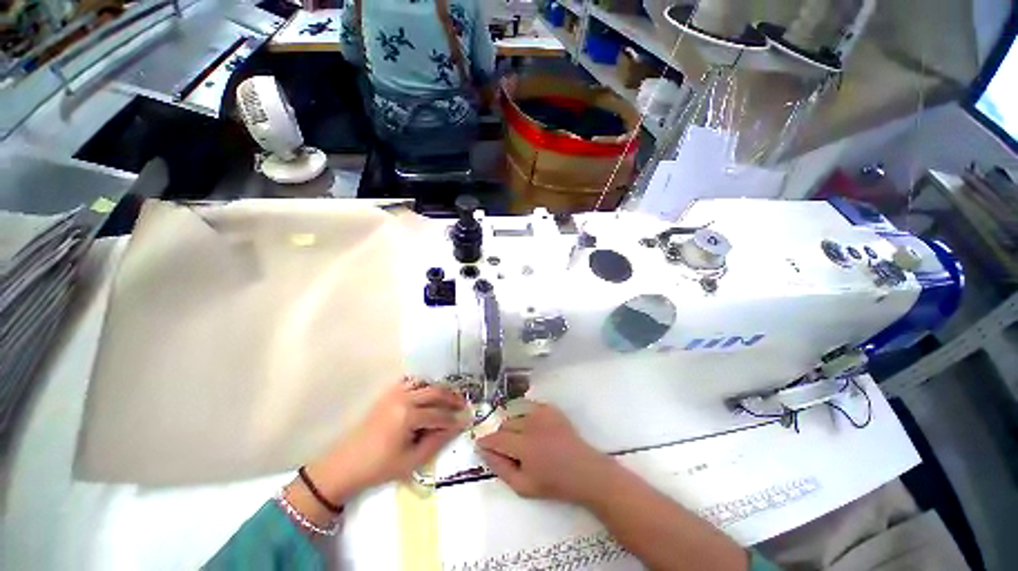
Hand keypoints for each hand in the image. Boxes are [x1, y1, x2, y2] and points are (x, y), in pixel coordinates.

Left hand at [307, 379, 466, 502]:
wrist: (346, 465)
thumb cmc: (379, 467)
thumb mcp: (412, 460)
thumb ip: (437, 441)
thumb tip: (457, 426)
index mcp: (409, 416)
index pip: (440, 414)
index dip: (454, 419)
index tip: (466, 421)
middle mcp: (404, 398)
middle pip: (436, 393)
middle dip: (452, 399)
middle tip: (464, 405)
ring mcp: (395, 393)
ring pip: (425, 384)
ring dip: (440, 389)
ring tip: (450, 398)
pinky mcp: (388, 393)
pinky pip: (410, 381)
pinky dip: (423, 384)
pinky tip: (429, 392)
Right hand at [477, 402, 616, 505]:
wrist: (584, 470)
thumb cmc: (554, 483)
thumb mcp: (523, 486)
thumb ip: (500, 467)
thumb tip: (484, 451)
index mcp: (524, 445)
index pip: (496, 438)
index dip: (486, 442)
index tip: (480, 445)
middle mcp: (531, 423)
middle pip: (505, 424)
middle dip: (501, 435)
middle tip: (508, 449)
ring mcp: (542, 412)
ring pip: (516, 414)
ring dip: (513, 426)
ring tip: (523, 440)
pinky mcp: (550, 408)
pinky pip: (529, 408)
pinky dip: (525, 417)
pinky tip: (533, 429)